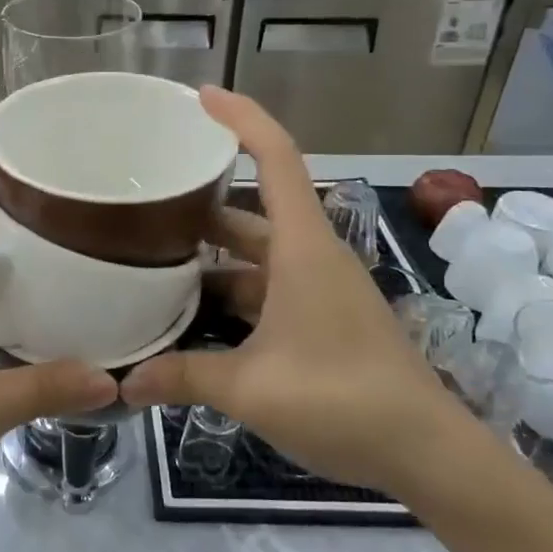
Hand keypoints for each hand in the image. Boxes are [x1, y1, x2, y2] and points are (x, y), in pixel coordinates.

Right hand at [120, 89, 461, 492]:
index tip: (199, 97)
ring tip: (154, 259)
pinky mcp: (322, 317)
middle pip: (253, 209)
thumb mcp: (252, 389)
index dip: (240, 118)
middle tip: (147, 198)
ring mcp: (319, 288)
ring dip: (212, 256)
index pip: (275, 158)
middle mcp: (311, 256)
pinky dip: (231, 292)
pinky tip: (192, 314)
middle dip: (203, 201)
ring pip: (256, 255)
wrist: (427, 453)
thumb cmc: (342, 400)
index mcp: (302, 248)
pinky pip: (266, 288)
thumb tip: (124, 384)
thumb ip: (184, 377)